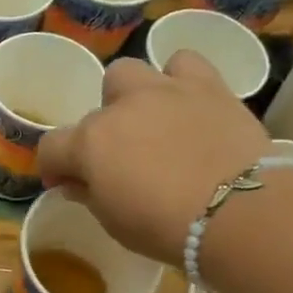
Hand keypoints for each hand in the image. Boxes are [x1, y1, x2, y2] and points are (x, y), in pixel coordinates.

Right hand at [36, 51, 270, 265]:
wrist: (240, 213)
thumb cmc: (166, 228)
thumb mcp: (114, 224)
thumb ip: (90, 196)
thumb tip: (76, 182)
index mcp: (89, 144)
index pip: (51, 147)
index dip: (54, 167)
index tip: (65, 184)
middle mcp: (120, 108)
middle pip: (94, 112)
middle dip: (100, 133)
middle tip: (120, 159)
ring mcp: (163, 91)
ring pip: (128, 73)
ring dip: (131, 95)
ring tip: (150, 122)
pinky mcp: (207, 86)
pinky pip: (183, 63)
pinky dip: (179, 78)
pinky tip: (185, 102)